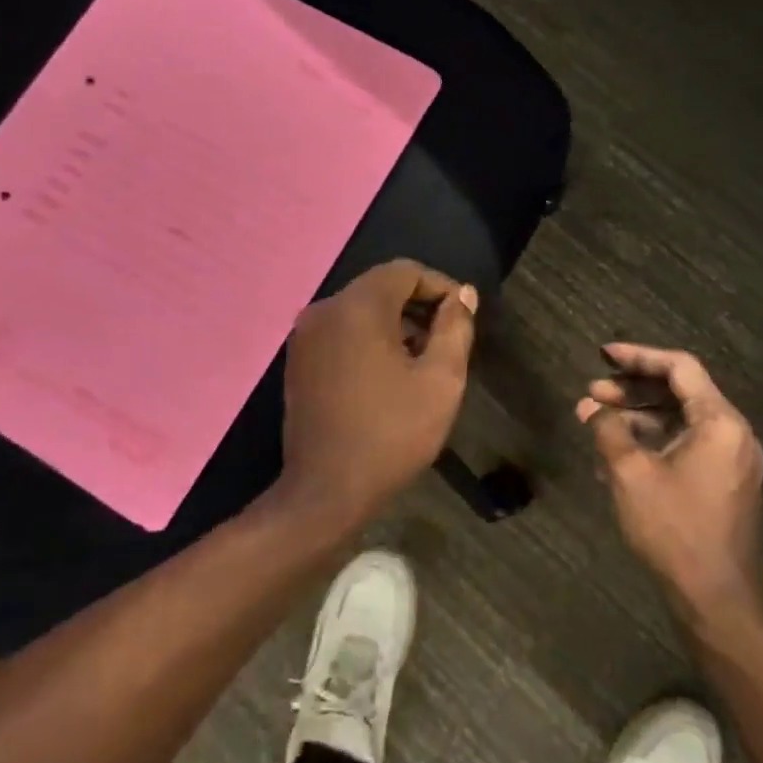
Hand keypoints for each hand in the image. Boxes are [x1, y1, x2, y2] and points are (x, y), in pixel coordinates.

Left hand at [278, 259, 478, 528]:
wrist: (326, 492)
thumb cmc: (391, 434)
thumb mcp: (441, 381)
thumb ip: (455, 328)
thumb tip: (463, 294)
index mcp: (358, 306)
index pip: (406, 271)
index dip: (440, 287)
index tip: (462, 318)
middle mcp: (325, 309)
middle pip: (381, 287)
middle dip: (418, 306)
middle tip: (446, 341)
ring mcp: (305, 334)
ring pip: (360, 309)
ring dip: (395, 323)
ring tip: (421, 360)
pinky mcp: (298, 359)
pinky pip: (341, 330)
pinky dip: (368, 338)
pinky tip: (387, 374)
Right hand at [578, 344, 762, 623]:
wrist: (715, 601)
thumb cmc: (674, 530)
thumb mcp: (631, 474)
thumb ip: (610, 430)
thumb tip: (594, 409)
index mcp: (720, 422)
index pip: (680, 368)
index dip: (639, 356)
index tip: (604, 355)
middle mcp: (733, 434)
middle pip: (680, 392)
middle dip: (632, 390)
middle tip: (592, 394)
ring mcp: (731, 460)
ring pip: (680, 421)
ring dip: (638, 418)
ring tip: (595, 423)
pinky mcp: (724, 483)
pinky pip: (686, 446)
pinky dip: (653, 443)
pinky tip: (616, 454)